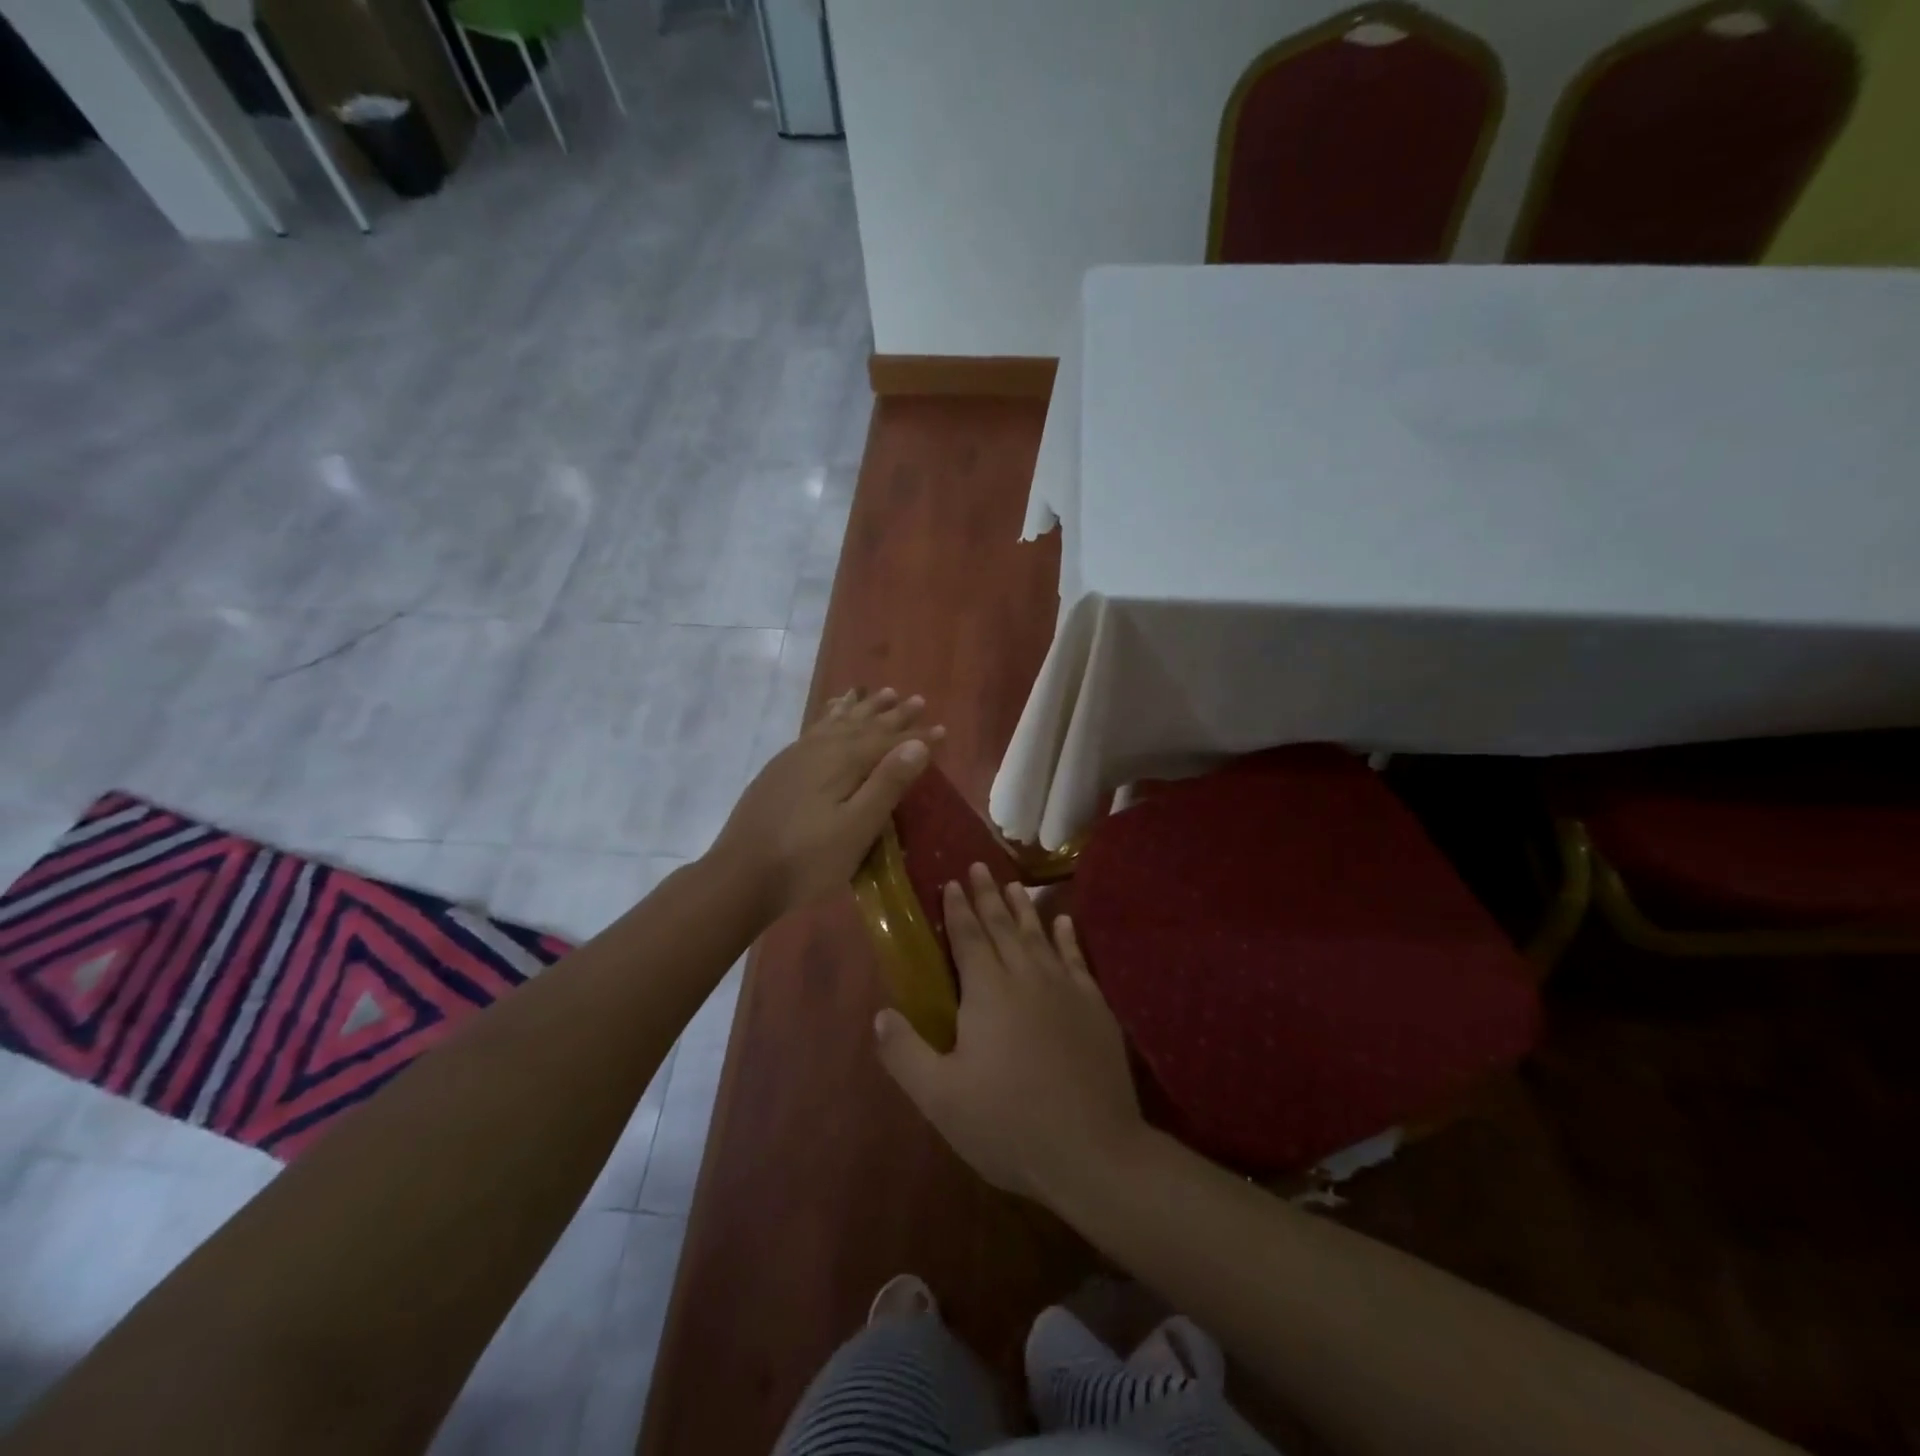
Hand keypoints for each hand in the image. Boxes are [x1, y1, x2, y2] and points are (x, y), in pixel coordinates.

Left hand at [710, 687, 943, 921]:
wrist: (740, 875)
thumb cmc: (808, 859)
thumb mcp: (857, 828)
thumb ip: (887, 783)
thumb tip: (917, 744)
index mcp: (843, 761)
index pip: (889, 741)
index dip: (918, 737)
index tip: (943, 729)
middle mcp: (821, 748)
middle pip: (864, 725)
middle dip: (892, 714)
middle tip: (917, 700)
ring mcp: (797, 756)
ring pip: (838, 721)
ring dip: (862, 708)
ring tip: (880, 693)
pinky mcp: (781, 768)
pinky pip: (816, 728)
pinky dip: (831, 715)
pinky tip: (832, 714)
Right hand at [874, 864, 1145, 1207]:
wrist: (1092, 1149)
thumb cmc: (1008, 1123)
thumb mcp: (940, 1097)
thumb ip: (905, 1053)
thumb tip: (878, 1014)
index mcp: (988, 992)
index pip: (969, 938)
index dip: (958, 910)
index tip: (952, 882)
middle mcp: (1026, 977)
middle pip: (1003, 927)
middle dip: (988, 896)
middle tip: (980, 866)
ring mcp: (1065, 989)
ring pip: (1039, 936)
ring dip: (1024, 909)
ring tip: (1014, 885)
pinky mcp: (1094, 1007)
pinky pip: (1077, 959)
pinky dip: (1068, 937)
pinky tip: (1065, 922)